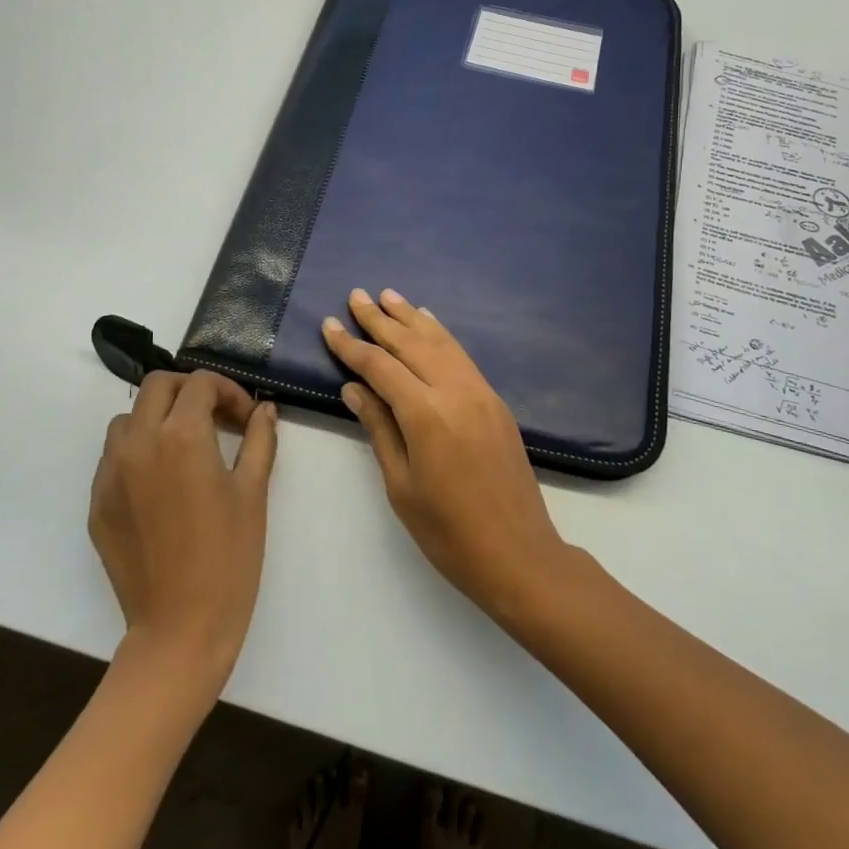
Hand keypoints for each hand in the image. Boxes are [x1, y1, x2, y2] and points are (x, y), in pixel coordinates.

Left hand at [89, 370, 277, 687]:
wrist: (181, 629)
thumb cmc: (229, 557)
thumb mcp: (253, 493)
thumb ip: (259, 440)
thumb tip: (265, 409)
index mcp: (181, 435)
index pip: (200, 384)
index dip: (229, 391)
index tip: (246, 418)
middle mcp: (138, 443)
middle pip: (157, 386)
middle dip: (189, 391)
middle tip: (217, 419)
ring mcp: (110, 474)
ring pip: (127, 418)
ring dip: (157, 418)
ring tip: (186, 447)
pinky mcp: (97, 503)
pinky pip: (112, 457)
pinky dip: (137, 451)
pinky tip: (162, 484)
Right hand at [323, 289, 569, 618]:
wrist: (518, 553)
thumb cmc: (448, 532)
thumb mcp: (401, 486)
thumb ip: (379, 429)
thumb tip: (353, 388)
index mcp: (426, 415)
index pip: (380, 367)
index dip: (352, 345)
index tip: (329, 324)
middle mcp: (455, 392)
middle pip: (411, 344)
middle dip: (380, 318)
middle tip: (357, 295)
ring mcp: (480, 393)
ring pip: (440, 343)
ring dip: (412, 318)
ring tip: (389, 296)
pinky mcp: (495, 401)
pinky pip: (462, 356)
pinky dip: (441, 335)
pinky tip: (429, 324)